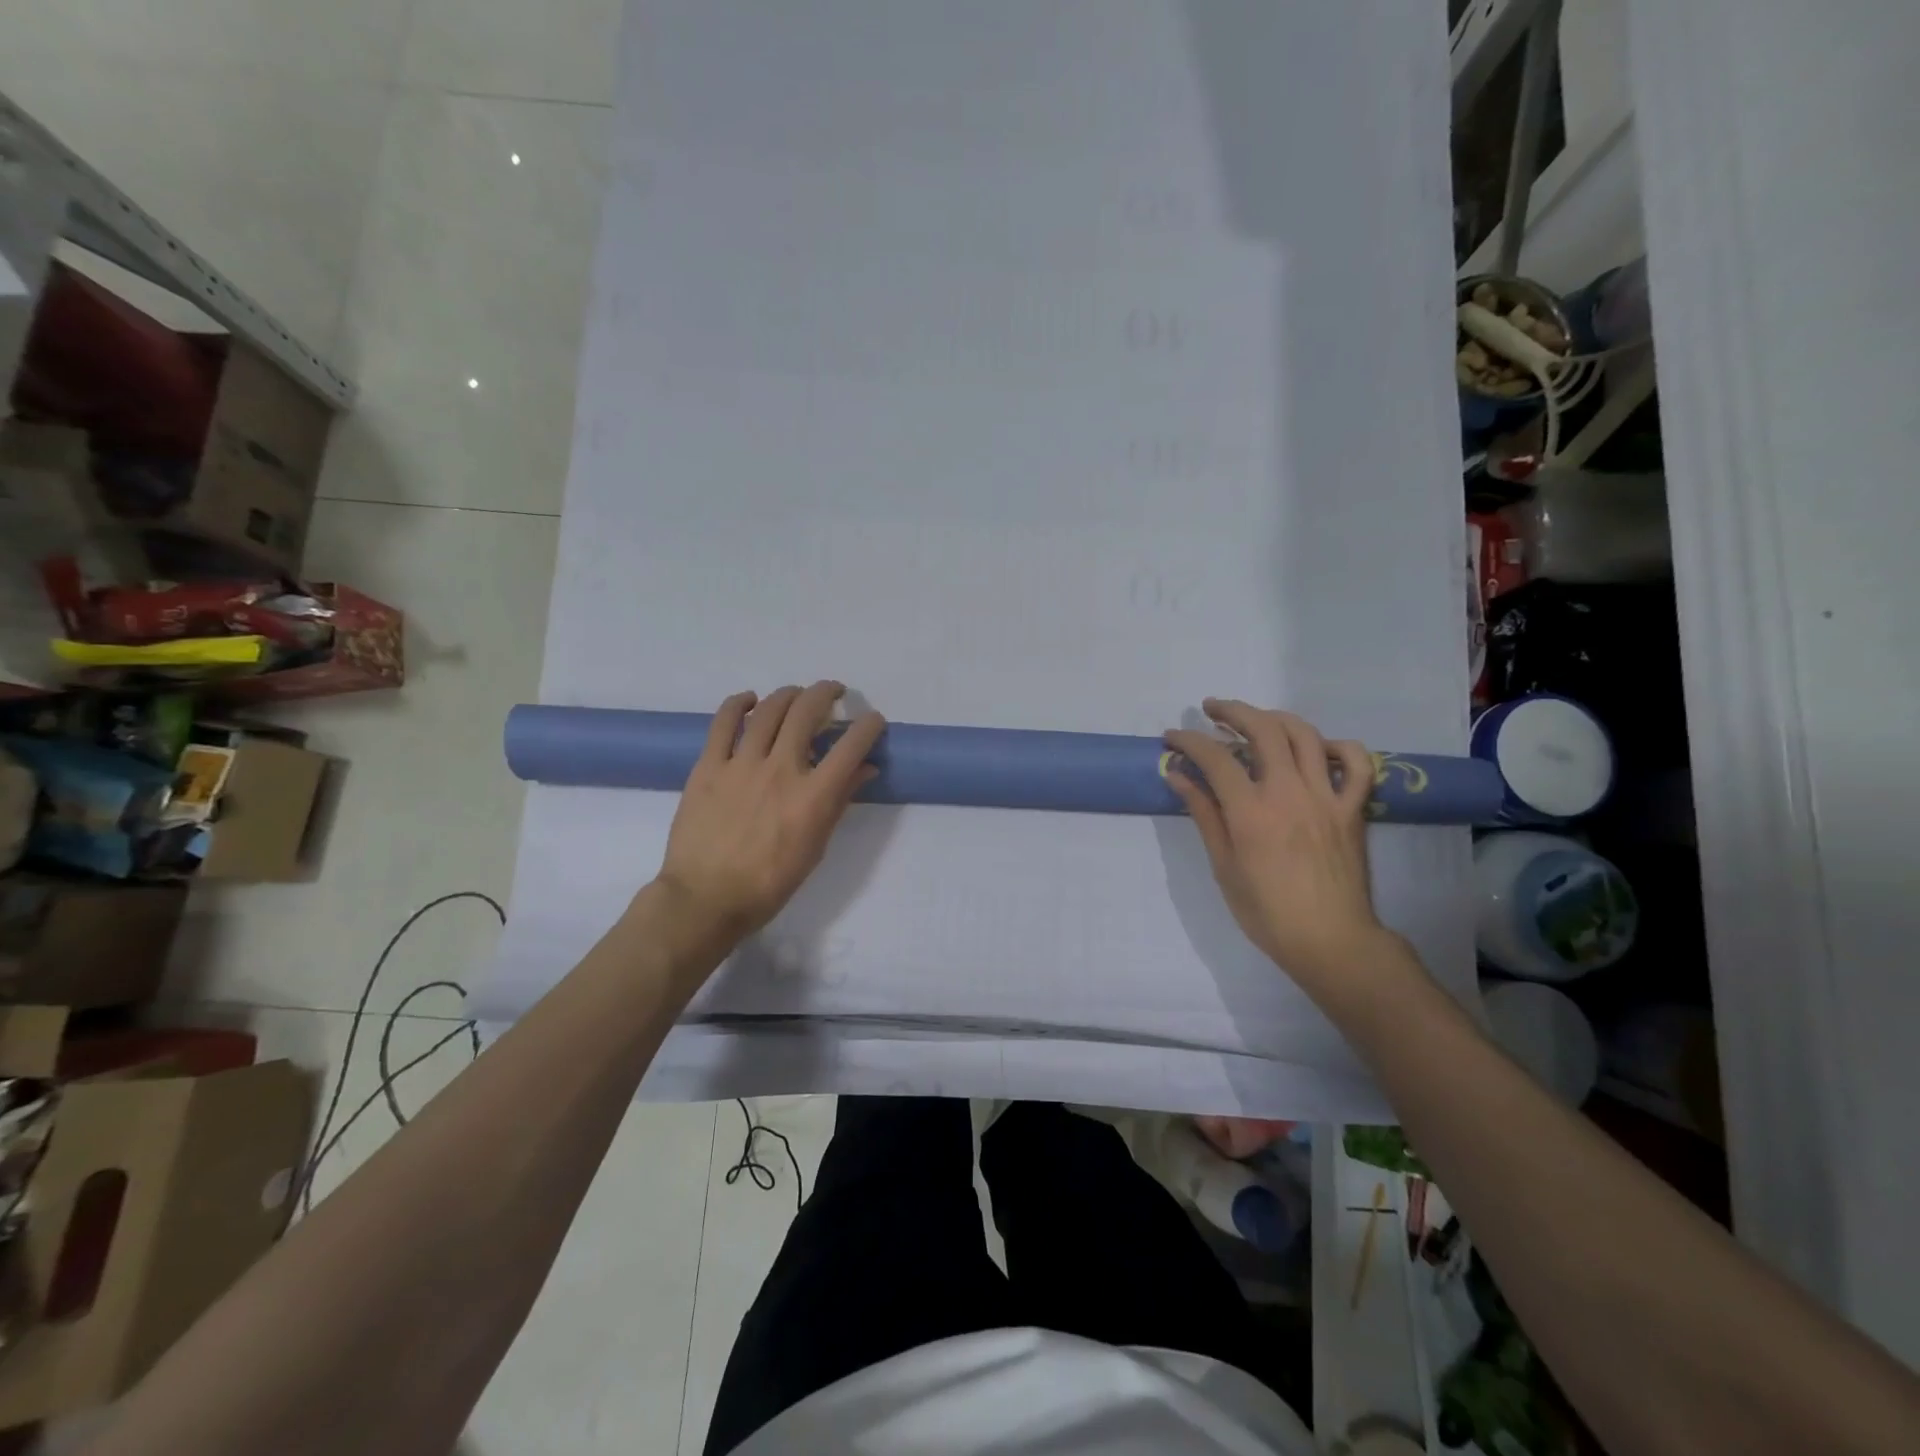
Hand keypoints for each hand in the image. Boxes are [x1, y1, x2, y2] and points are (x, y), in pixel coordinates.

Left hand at [655, 682, 884, 941]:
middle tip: (833, 694)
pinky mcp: (709, 766)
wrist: (706, 898)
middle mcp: (781, 769)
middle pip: (808, 711)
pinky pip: (723, 722)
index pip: (852, 745)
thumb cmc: (770, 882)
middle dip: (827, 693)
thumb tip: (865, 769)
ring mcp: (741, 764)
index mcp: (813, 796)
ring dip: (789, 694)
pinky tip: (749, 700)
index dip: (869, 725)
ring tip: (797, 695)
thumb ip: (840, 802)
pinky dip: (738, 703)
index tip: (873, 720)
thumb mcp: (816, 847)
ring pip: (769, 709)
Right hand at [1165, 700, 1387, 996]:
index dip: (1189, 740)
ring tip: (1255, 720)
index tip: (1172, 737)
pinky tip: (1317, 749)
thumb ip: (1204, 814)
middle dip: (1232, 711)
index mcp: (1251, 811)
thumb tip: (1178, 775)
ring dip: (1275, 717)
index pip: (1215, 757)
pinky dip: (1337, 746)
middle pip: (1262, 729)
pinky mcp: (1352, 808)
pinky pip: (1356, 763)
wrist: (1331, 940)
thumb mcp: (1223, 865)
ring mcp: (1326, 796)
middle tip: (1211, 710)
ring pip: (1304, 734)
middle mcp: (1289, 792)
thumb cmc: (1266, 911)